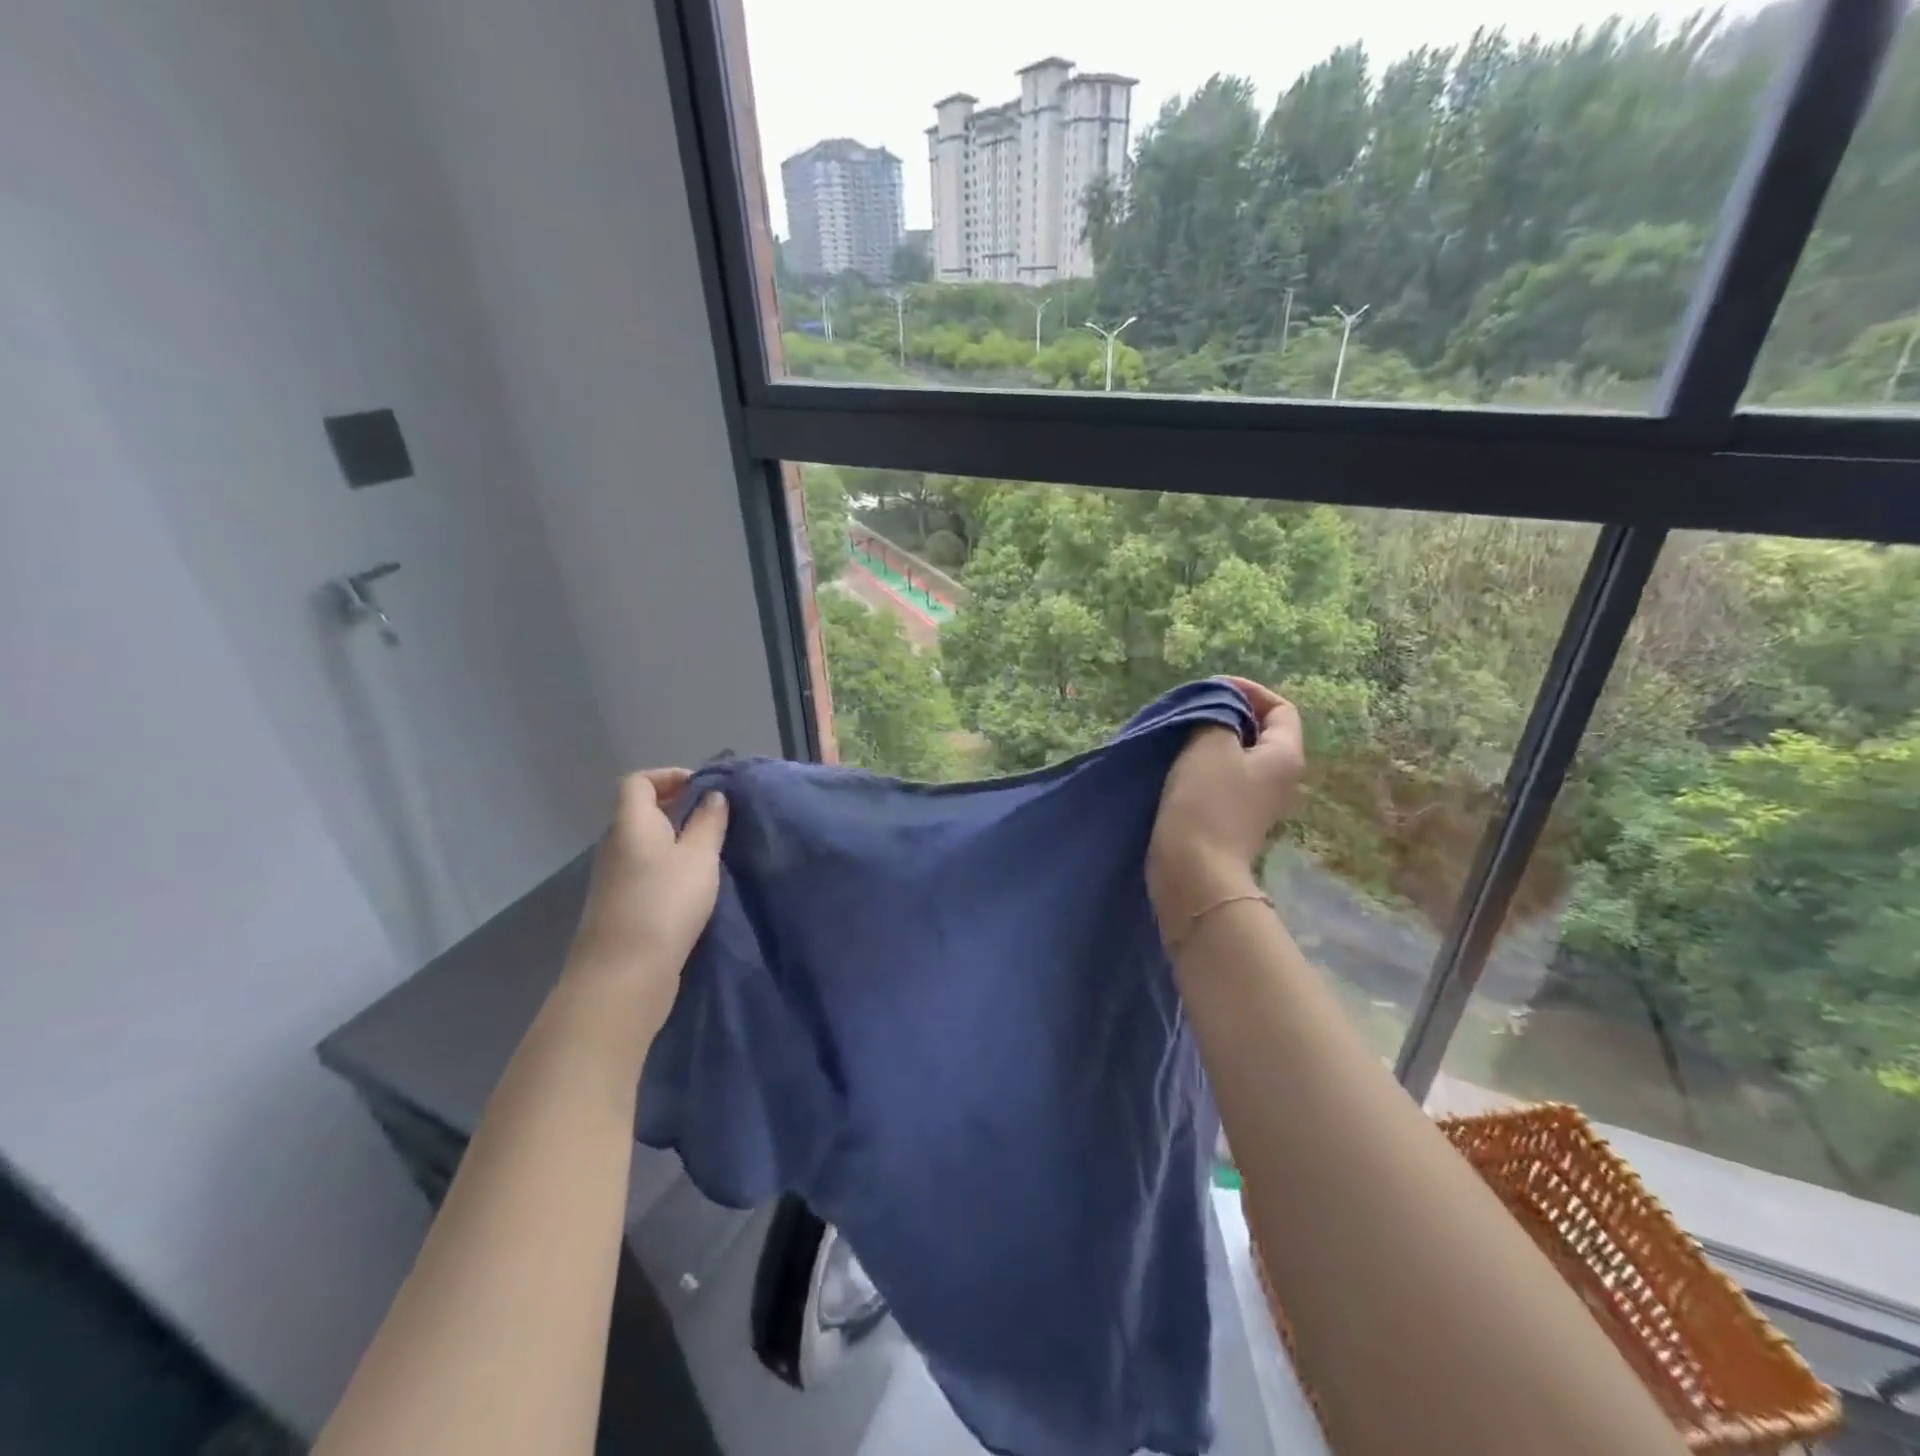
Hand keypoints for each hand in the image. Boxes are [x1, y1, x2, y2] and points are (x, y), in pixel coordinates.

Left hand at [565, 770, 728, 1024]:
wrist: (624, 973)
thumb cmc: (665, 902)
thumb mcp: (699, 857)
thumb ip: (709, 822)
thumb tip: (712, 796)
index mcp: (631, 823)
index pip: (638, 781)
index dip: (668, 776)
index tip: (702, 788)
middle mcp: (616, 844)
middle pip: (641, 811)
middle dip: (678, 807)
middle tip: (715, 817)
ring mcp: (615, 877)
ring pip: (646, 842)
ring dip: (676, 838)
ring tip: (711, 850)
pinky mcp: (621, 904)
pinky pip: (646, 868)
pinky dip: (669, 865)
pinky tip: (694, 884)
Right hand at [1147, 677, 1304, 930]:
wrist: (1193, 870)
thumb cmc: (1206, 801)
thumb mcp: (1210, 743)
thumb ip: (1218, 713)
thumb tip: (1219, 706)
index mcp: (1286, 755)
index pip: (1281, 708)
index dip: (1249, 691)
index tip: (1211, 688)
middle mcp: (1280, 778)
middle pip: (1260, 731)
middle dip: (1228, 714)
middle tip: (1192, 710)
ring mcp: (1258, 802)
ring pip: (1238, 756)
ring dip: (1211, 741)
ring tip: (1180, 734)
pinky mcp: (1234, 819)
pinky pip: (1224, 780)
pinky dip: (1204, 766)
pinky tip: (1177, 766)